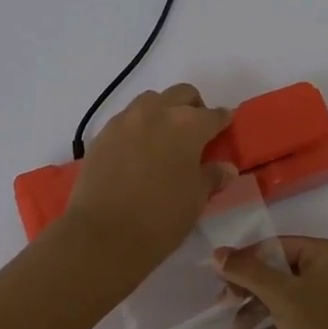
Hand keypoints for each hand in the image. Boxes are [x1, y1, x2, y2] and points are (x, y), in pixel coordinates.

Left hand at [59, 84, 234, 273]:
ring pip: (150, 101)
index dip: (222, 121)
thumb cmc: (161, 218)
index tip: (225, 127)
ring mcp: (125, 121)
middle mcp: (157, 113)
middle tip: (195, 132)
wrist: (104, 233)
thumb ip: (211, 176)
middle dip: (193, 107)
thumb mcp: (195, 200)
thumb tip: (225, 168)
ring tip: (164, 139)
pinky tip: (138, 151)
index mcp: (188, 125)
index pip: (213, 115)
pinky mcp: (102, 135)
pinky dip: (137, 127)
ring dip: (162, 112)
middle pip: (181, 94)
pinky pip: (126, 120)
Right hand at [214, 236, 327, 328]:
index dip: (245, 261)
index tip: (218, 279)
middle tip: (222, 306)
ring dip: (257, 314)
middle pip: (278, 272)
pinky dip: (275, 328)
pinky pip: (296, 316)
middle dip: (249, 293)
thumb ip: (247, 272)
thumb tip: (217, 253)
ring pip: (284, 296)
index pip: (276, 246)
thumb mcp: (281, 296)